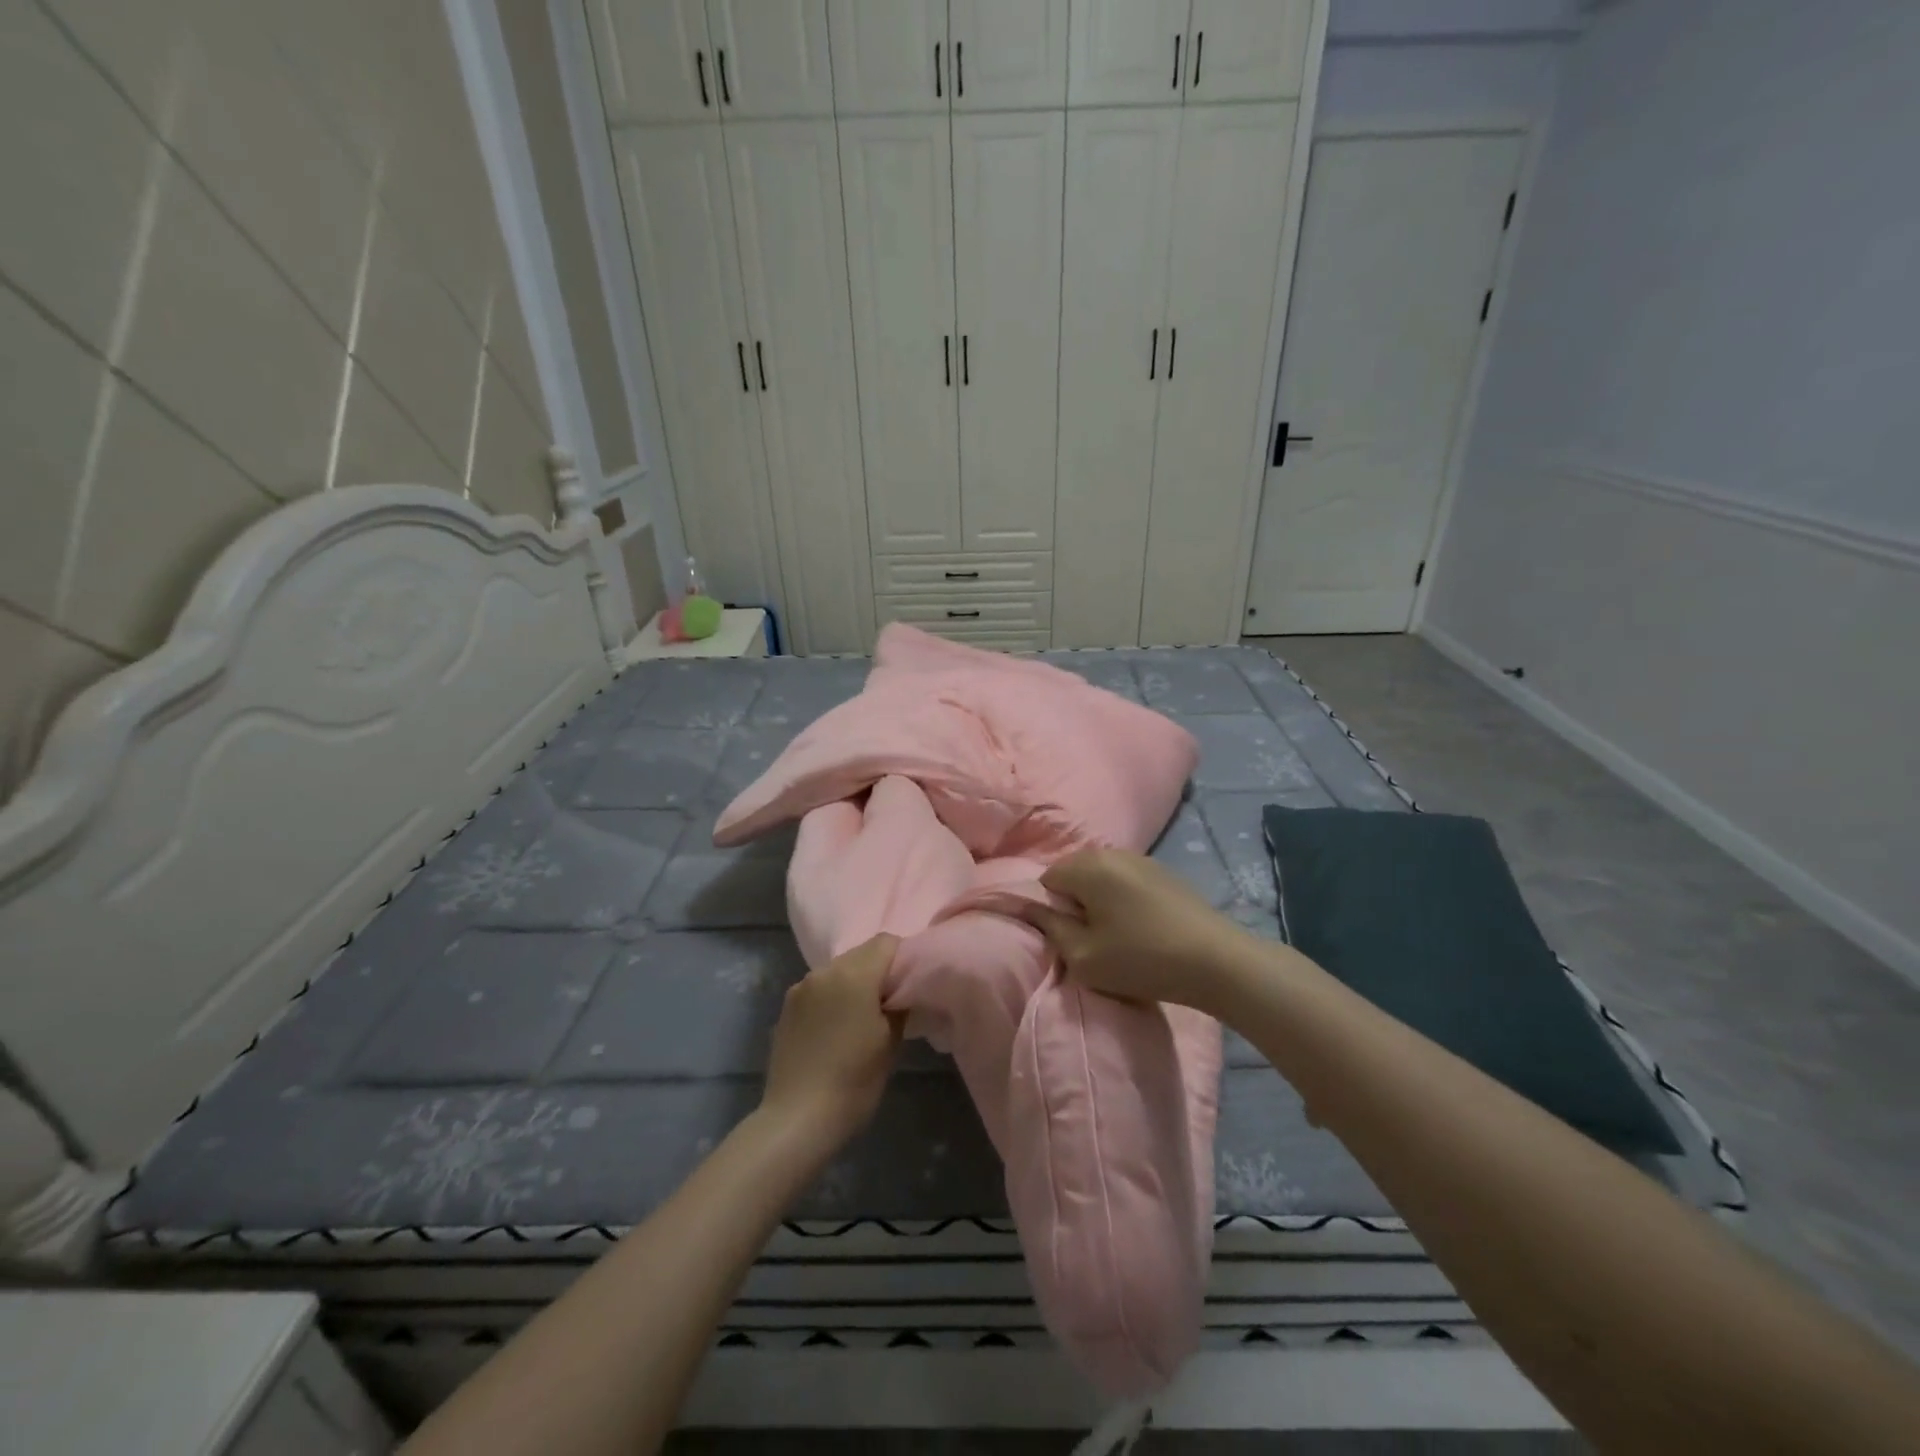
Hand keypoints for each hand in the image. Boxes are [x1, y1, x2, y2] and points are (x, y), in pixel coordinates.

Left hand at [760, 935, 902, 1148]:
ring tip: (860, 1019)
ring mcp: (801, 987)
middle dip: (878, 971)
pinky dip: (832, 998)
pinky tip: (835, 1030)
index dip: (903, 959)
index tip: (909, 987)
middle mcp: (824, 971)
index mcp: (853, 973)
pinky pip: (819, 989)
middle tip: (890, 1004)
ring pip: (838, 971)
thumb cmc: (854, 1081)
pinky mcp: (786, 1007)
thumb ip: (899, 1004)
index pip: (887, 942)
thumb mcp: (890, 1042)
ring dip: (853, 984)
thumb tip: (902, 991)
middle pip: (861, 954)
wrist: (798, 1119)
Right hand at [1019, 849, 1251, 1011]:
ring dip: (1099, 901)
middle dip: (1073, 902)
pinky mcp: (1164, 873)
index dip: (1049, 909)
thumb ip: (1050, 927)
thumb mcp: (1083, 956)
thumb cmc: (1142, 959)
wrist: (1217, 962)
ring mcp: (1142, 859)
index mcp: (1088, 866)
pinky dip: (1122, 899)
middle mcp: (1112, 852)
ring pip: (1101, 876)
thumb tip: (1029, 907)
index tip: (1067, 938)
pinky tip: (1140, 928)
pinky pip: (1125, 880)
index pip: (1046, 879)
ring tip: (1116, 936)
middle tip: (1089, 939)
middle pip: (1073, 873)